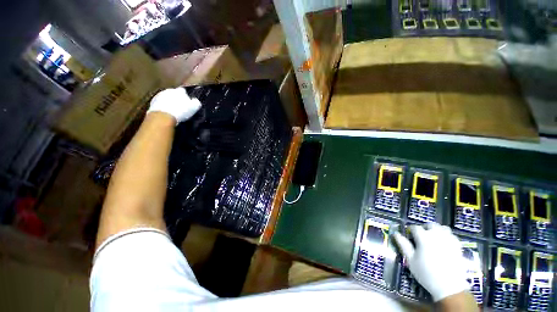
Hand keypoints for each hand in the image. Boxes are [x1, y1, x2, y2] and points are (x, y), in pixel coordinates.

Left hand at [147, 88, 201, 123]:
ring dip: (168, 101)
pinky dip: (162, 106)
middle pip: (174, 93)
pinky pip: (159, 103)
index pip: (184, 91)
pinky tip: (165, 112)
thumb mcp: (194, 108)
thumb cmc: (181, 111)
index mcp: (180, 91)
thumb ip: (196, 102)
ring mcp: (159, 95)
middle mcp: (169, 90)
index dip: (186, 96)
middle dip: (176, 98)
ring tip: (172, 109)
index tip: (187, 102)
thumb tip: (196, 101)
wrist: (164, 116)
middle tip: (180, 105)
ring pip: (166, 97)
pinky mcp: (152, 102)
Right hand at [393, 223, 469, 301]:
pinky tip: (443, 243)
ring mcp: (449, 240)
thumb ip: (404, 245)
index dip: (411, 231)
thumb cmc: (426, 273)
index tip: (409, 236)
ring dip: (436, 230)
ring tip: (433, 238)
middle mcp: (436, 235)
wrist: (449, 287)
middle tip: (421, 237)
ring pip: (442, 228)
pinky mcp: (458, 246)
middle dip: (424, 228)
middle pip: (430, 225)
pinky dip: (446, 236)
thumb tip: (396, 234)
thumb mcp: (411, 260)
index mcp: (424, 237)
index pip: (415, 228)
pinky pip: (451, 235)